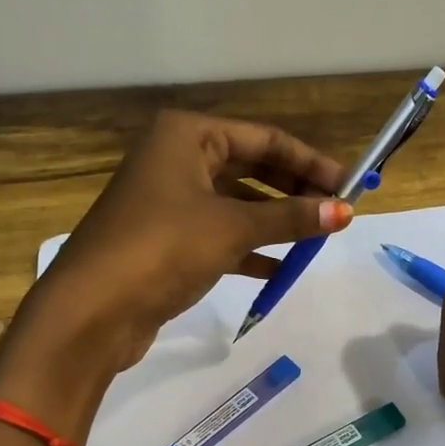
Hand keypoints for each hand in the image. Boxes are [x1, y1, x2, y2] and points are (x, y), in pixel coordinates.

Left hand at [12, 110, 351, 378]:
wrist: (94, 310)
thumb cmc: (163, 248)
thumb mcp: (233, 228)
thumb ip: (290, 218)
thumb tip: (345, 212)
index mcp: (187, 135)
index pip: (265, 139)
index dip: (310, 162)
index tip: (350, 185)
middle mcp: (176, 159)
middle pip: (251, 168)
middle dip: (294, 191)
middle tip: (337, 212)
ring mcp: (169, 201)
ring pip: (236, 204)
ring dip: (276, 221)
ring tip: (316, 239)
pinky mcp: (167, 241)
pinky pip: (220, 235)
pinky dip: (250, 249)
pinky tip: (281, 267)